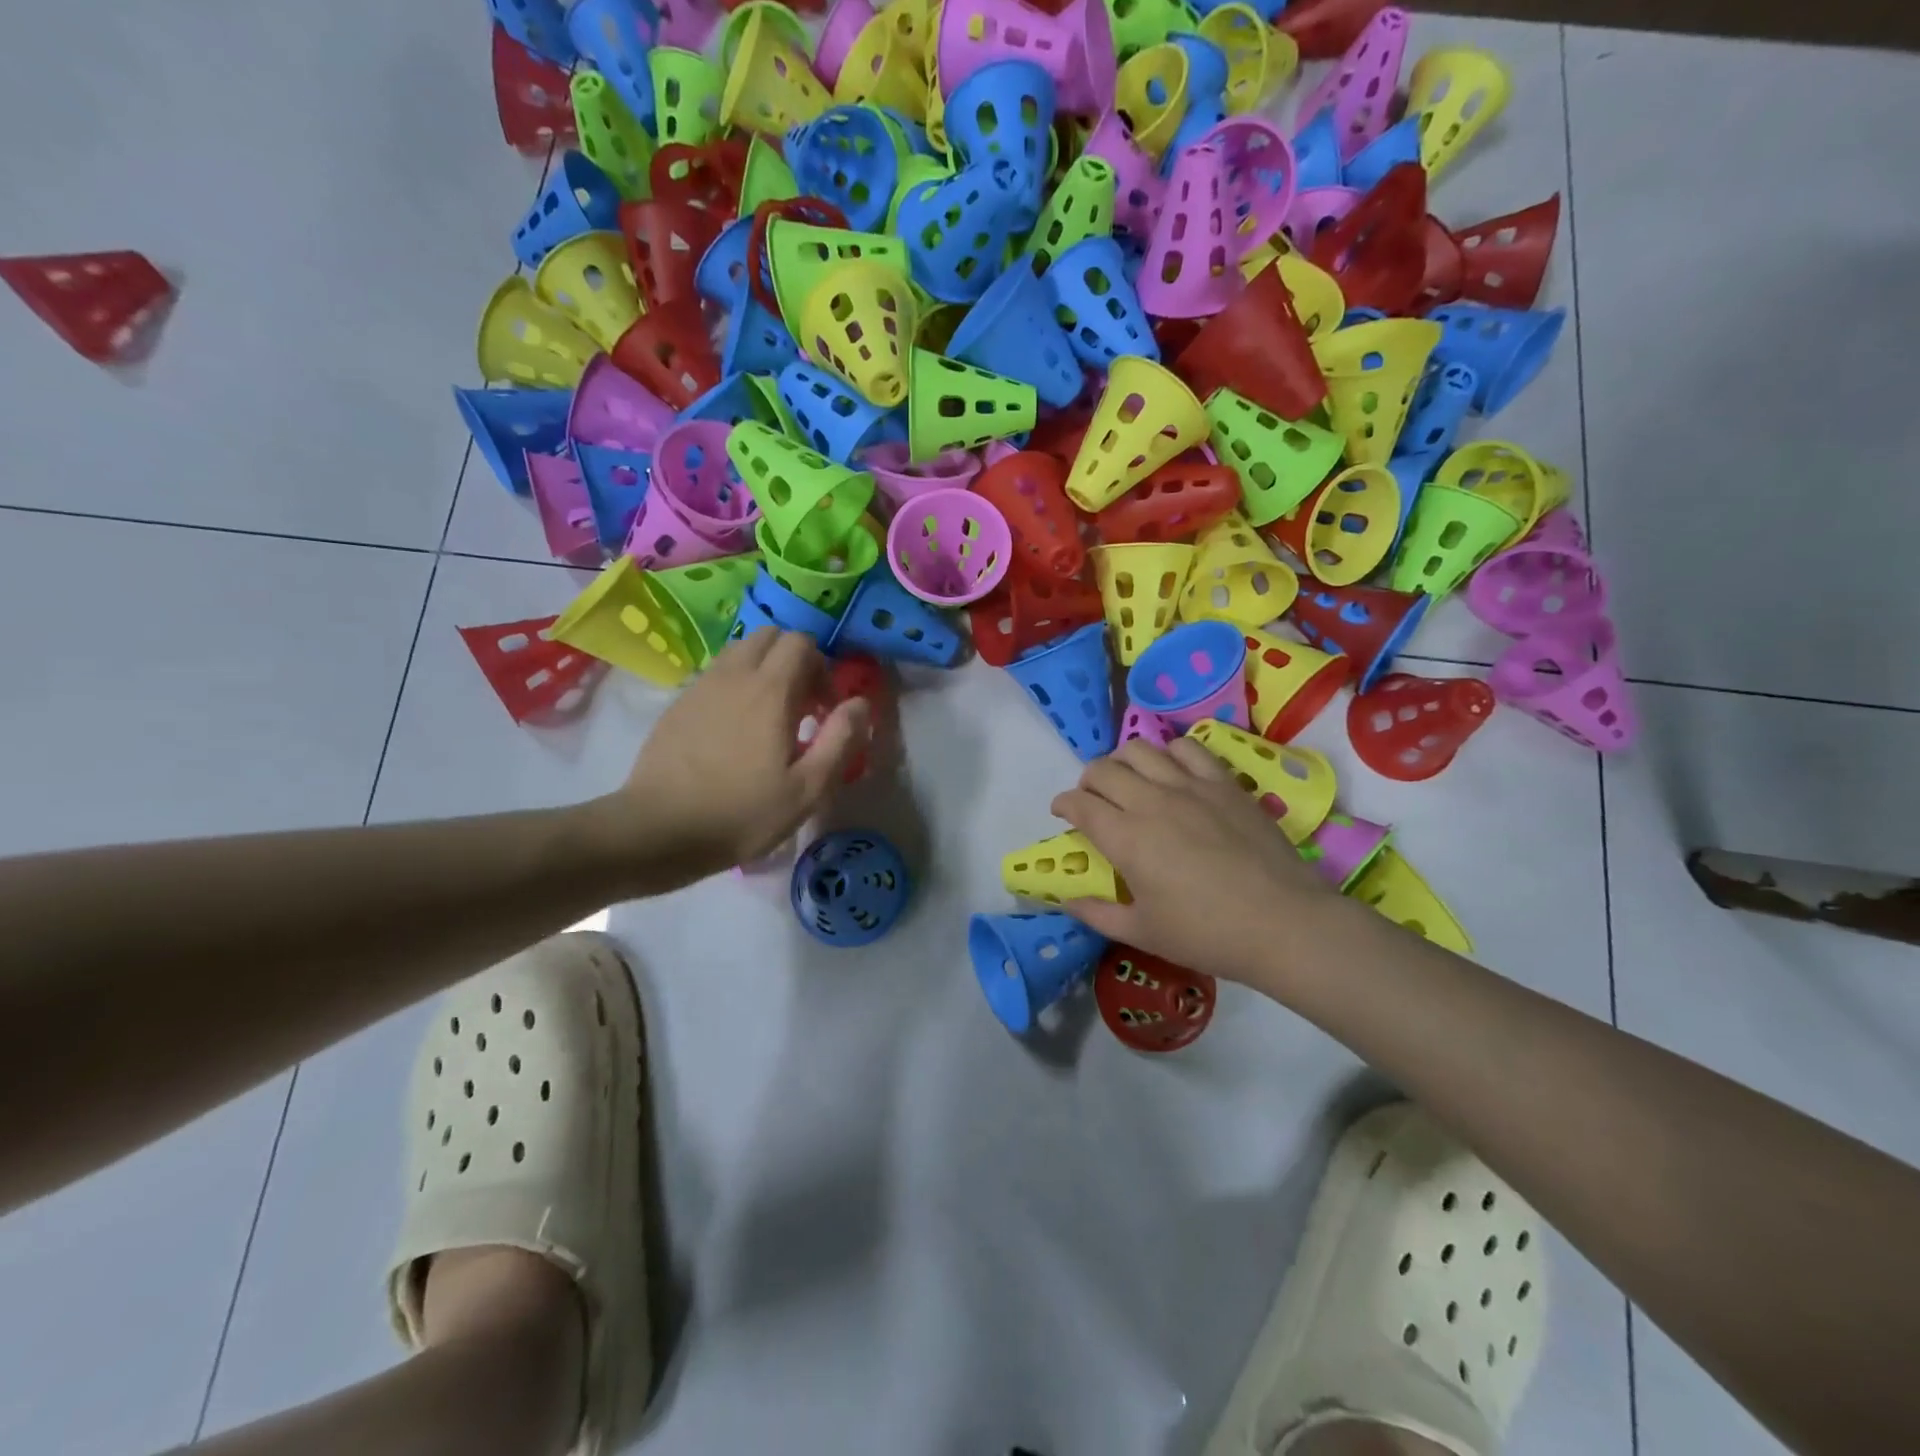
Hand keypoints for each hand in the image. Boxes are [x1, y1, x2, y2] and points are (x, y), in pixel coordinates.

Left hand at [609, 629, 870, 887]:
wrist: (658, 830)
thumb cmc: (742, 813)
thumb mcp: (807, 789)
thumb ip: (840, 740)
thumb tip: (860, 703)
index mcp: (770, 691)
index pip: (802, 643)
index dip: (822, 669)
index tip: (825, 710)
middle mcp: (734, 675)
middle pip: (770, 636)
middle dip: (794, 661)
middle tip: (801, 707)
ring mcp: (701, 686)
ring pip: (740, 652)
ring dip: (764, 670)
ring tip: (769, 717)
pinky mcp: (678, 704)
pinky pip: (716, 675)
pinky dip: (736, 686)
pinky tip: (735, 731)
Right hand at [1050, 738, 1340, 989]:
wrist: (1283, 923)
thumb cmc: (1207, 934)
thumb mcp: (1143, 933)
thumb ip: (1097, 914)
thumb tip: (1065, 901)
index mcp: (1126, 838)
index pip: (1079, 804)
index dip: (1063, 804)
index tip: (1062, 813)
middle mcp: (1151, 801)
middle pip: (1104, 769)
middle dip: (1087, 780)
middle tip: (1091, 798)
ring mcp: (1190, 787)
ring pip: (1141, 750)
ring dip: (1123, 760)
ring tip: (1128, 779)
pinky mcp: (1223, 783)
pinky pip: (1187, 749)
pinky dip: (1169, 752)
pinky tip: (1172, 771)